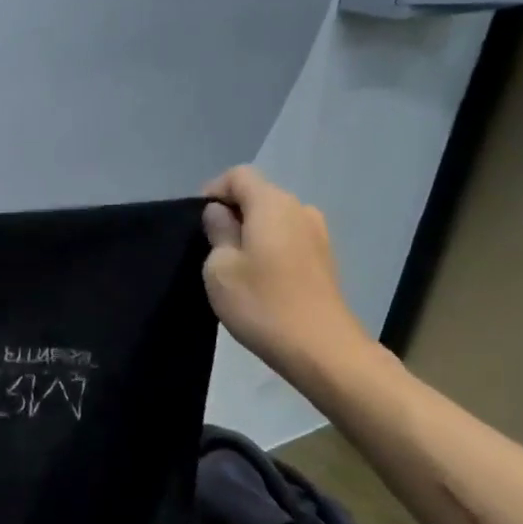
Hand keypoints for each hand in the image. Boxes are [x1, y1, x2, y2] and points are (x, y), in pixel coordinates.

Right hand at [201, 167, 371, 382]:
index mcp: (272, 204)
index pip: (238, 175)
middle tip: (209, 247)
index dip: (213, 191)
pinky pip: (288, 240)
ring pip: (274, 219)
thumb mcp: (220, 268)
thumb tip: (220, 214)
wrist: (320, 348)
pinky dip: (269, 249)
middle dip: (232, 213)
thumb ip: (217, 232)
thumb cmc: (262, 303)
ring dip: (251, 233)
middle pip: (259, 195)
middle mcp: (300, 209)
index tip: (198, 223)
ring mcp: (318, 234)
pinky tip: (259, 280)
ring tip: (233, 266)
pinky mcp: (325, 259)